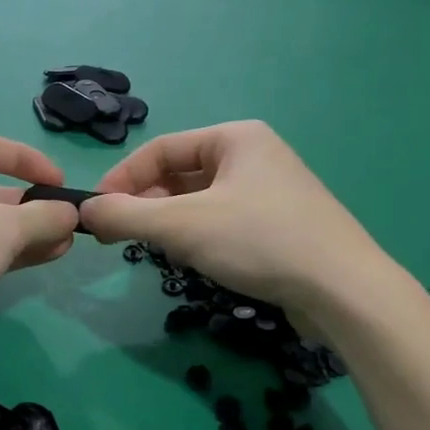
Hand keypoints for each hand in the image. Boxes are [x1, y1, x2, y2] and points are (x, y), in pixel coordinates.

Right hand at [79, 121, 393, 319]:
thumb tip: (85, 210)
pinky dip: (199, 236)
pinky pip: (223, 220)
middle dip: (147, 204)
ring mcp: (270, 191)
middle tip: (121, 236)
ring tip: (157, 249)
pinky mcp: (280, 224)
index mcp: (235, 137)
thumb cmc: (260, 241)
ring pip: (200, 200)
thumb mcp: (183, 226)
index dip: (122, 179)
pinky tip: (196, 260)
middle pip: (180, 174)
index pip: (161, 149)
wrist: (344, 291)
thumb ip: (127, 216)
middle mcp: (254, 155)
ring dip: (171, 222)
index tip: (96, 211)